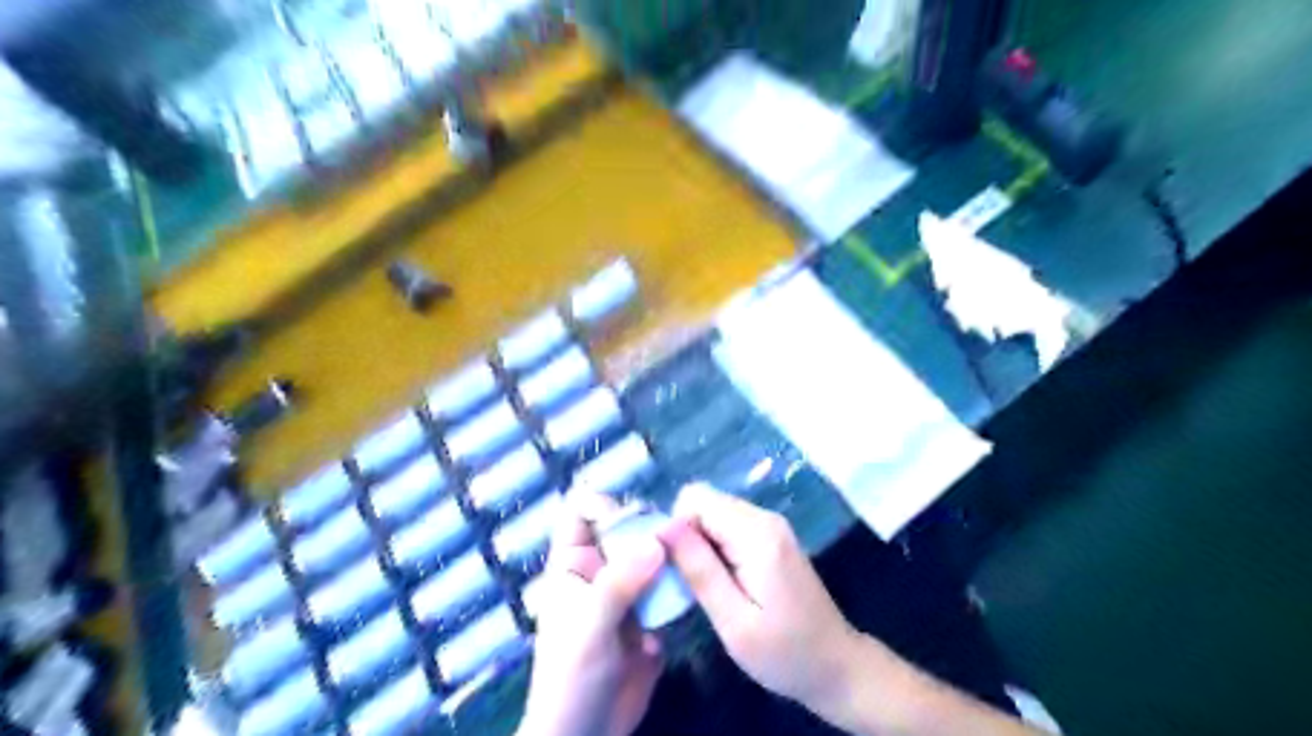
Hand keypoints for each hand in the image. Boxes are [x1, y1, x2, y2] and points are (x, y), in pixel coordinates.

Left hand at [517, 490, 665, 734]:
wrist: (587, 734)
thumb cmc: (571, 675)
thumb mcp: (591, 624)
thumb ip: (620, 581)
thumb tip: (657, 541)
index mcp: (574, 564)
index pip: (582, 513)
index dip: (606, 505)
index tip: (637, 518)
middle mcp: (601, 569)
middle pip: (626, 528)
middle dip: (650, 528)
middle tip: (676, 537)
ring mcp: (627, 591)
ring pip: (651, 555)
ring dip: (669, 557)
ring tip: (688, 562)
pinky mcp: (650, 615)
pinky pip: (667, 587)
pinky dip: (678, 587)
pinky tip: (687, 596)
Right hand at [657, 483, 863, 711]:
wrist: (837, 666)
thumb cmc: (784, 653)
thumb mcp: (734, 621)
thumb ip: (699, 569)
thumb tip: (663, 527)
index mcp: (757, 534)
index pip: (695, 499)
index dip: (675, 529)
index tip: (674, 570)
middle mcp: (764, 517)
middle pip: (704, 501)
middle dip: (685, 535)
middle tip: (688, 582)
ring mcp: (770, 524)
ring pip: (713, 512)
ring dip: (698, 543)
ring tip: (704, 585)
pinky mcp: (771, 536)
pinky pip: (727, 525)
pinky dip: (714, 546)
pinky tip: (721, 581)